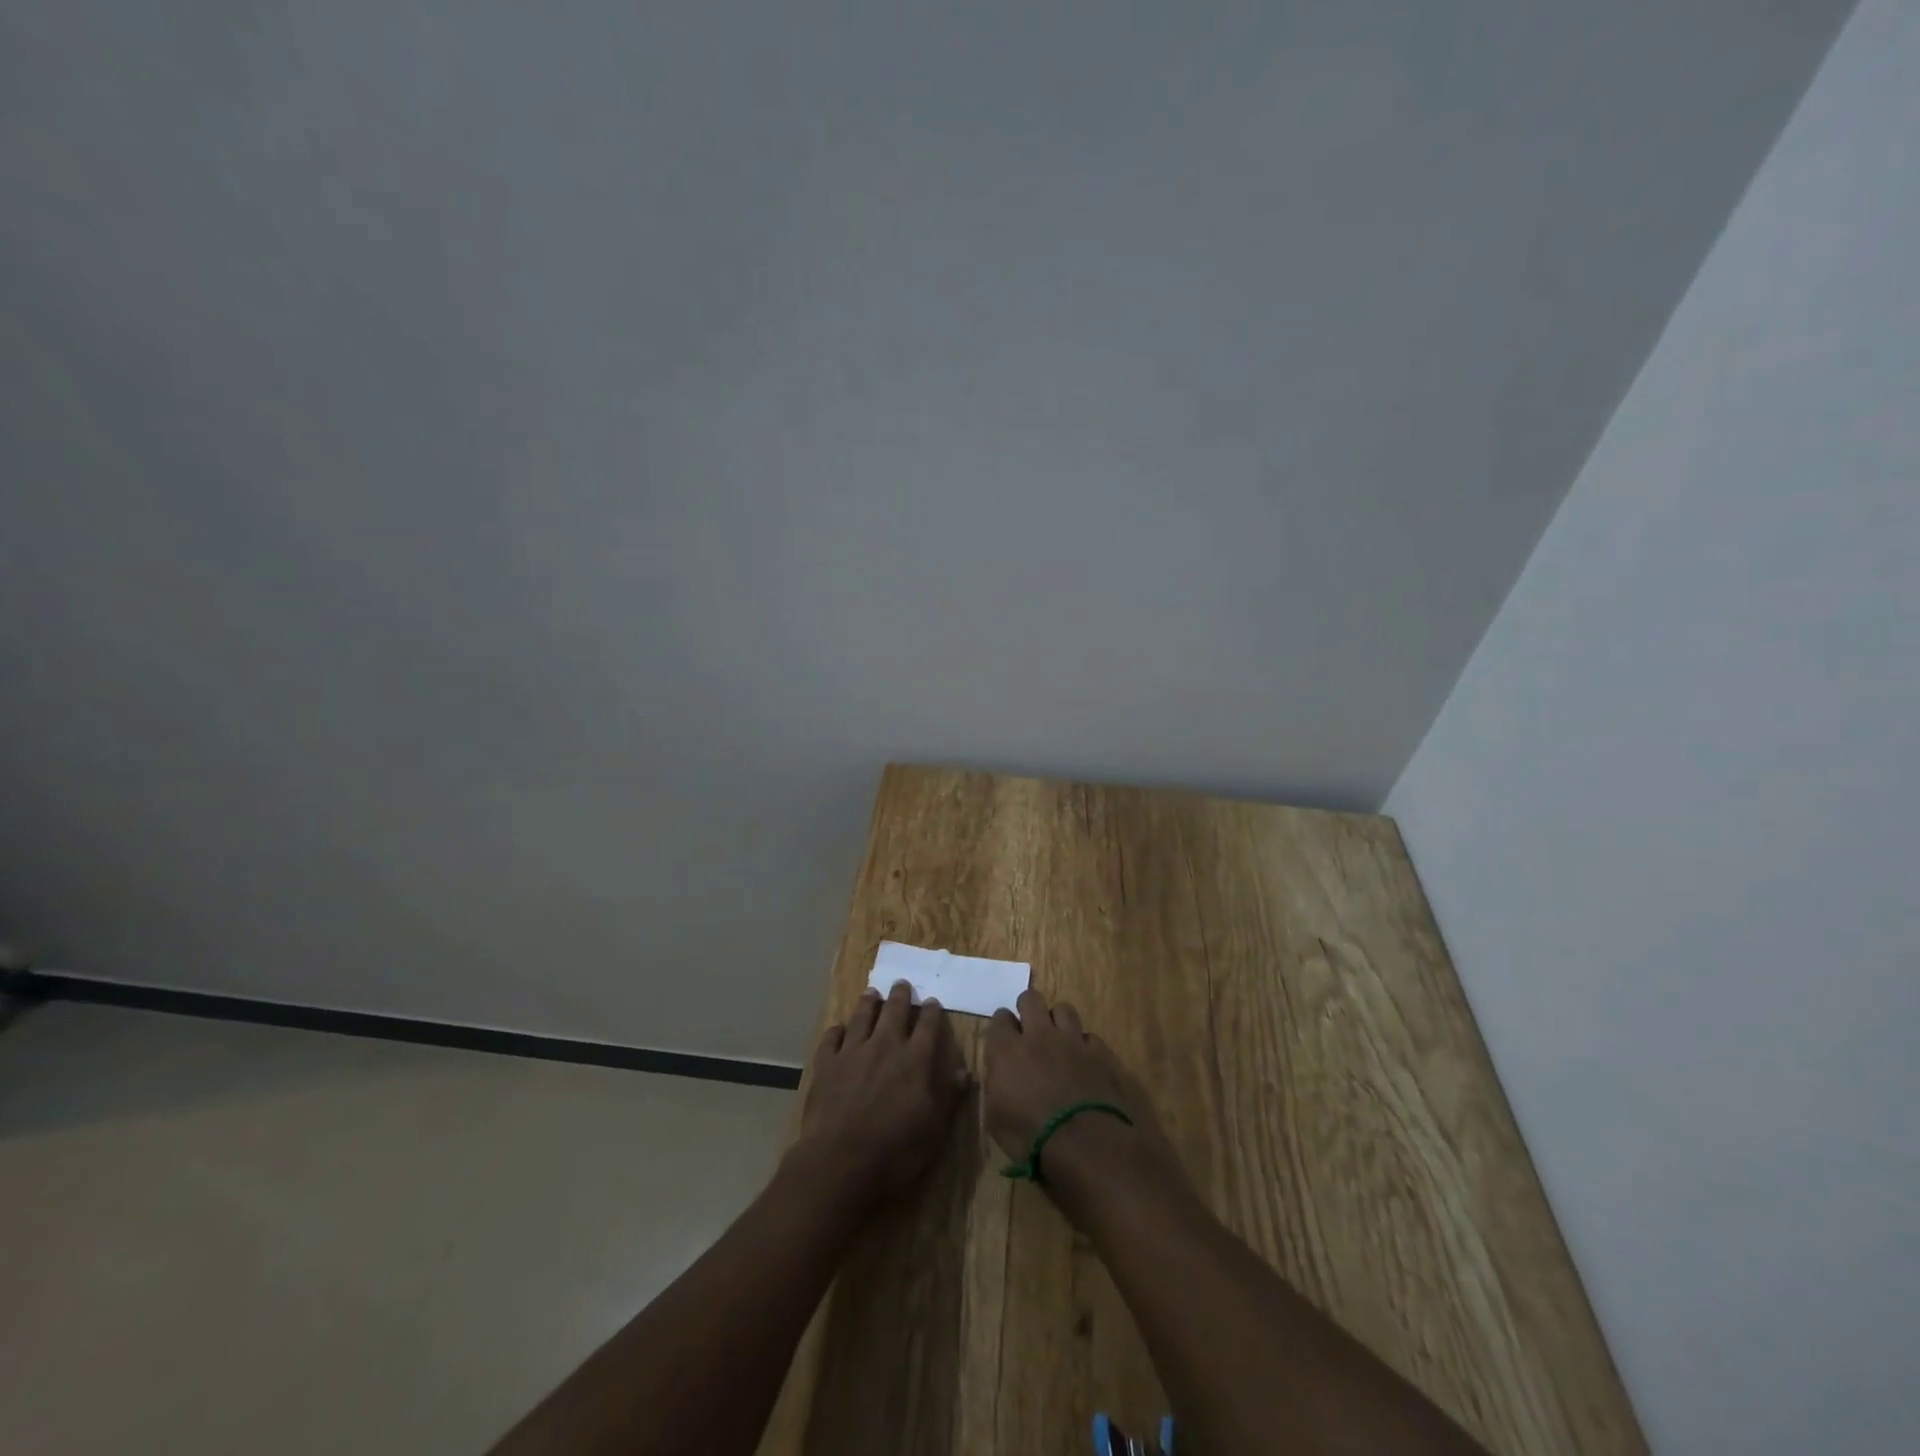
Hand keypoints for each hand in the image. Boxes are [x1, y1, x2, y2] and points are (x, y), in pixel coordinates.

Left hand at [789, 981, 969, 1206]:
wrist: (840, 1161)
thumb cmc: (895, 1149)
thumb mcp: (934, 1128)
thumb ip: (949, 1096)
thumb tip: (966, 1072)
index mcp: (915, 1059)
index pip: (928, 1025)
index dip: (931, 1011)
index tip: (932, 1001)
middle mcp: (885, 1045)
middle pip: (894, 1011)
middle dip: (900, 995)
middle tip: (901, 984)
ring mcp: (853, 1052)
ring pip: (862, 1017)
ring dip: (868, 1003)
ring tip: (872, 993)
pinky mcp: (827, 1064)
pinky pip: (831, 1038)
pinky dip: (836, 1031)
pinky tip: (838, 1029)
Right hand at [981, 989, 1171, 1174]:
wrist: (1086, 1144)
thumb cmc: (1032, 1138)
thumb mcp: (996, 1118)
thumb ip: (996, 1084)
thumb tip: (1000, 1073)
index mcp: (1008, 1050)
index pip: (999, 1018)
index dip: (1001, 1027)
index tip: (1003, 1039)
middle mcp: (1039, 1035)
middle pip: (1031, 999)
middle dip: (1028, 1009)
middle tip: (1029, 1029)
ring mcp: (1073, 1040)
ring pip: (1063, 1009)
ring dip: (1058, 1021)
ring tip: (1058, 1040)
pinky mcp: (1100, 1052)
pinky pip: (1089, 1036)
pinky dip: (1084, 1046)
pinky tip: (1085, 1062)